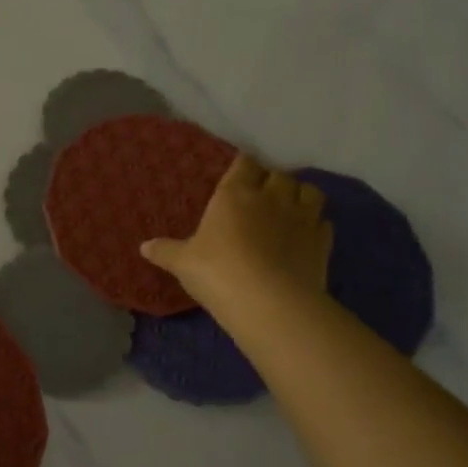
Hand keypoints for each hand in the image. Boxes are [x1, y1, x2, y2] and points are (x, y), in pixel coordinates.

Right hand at [141, 154, 332, 319]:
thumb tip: (143, 247)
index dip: (243, 167)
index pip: (244, 164)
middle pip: (279, 174)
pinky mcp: (323, 241)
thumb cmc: (217, 272)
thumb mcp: (183, 263)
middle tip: (262, 195)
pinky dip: (316, 225)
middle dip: (272, 181)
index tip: (238, 175)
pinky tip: (306, 236)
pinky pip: (324, 222)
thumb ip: (166, 251)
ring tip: (290, 208)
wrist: (269, 302)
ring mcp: (302, 218)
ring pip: (310, 191)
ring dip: (301, 195)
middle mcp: (271, 197)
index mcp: (234, 194)